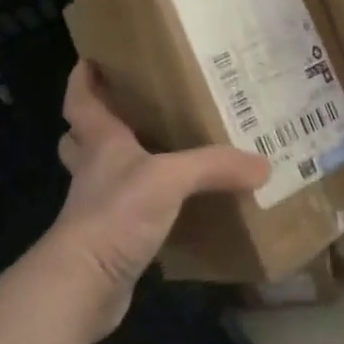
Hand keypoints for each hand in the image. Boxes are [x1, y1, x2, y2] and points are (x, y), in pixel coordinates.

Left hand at [45, 60, 269, 333]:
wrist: (83, 285)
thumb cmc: (116, 214)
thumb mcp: (170, 179)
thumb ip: (215, 167)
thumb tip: (263, 165)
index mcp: (101, 143)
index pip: (81, 100)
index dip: (82, 79)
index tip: (89, 58)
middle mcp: (94, 171)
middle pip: (82, 138)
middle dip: (96, 122)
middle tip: (129, 108)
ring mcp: (97, 209)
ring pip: (103, 175)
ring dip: (121, 165)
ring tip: (160, 155)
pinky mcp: (109, 242)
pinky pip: (126, 214)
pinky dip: (144, 208)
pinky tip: (174, 209)